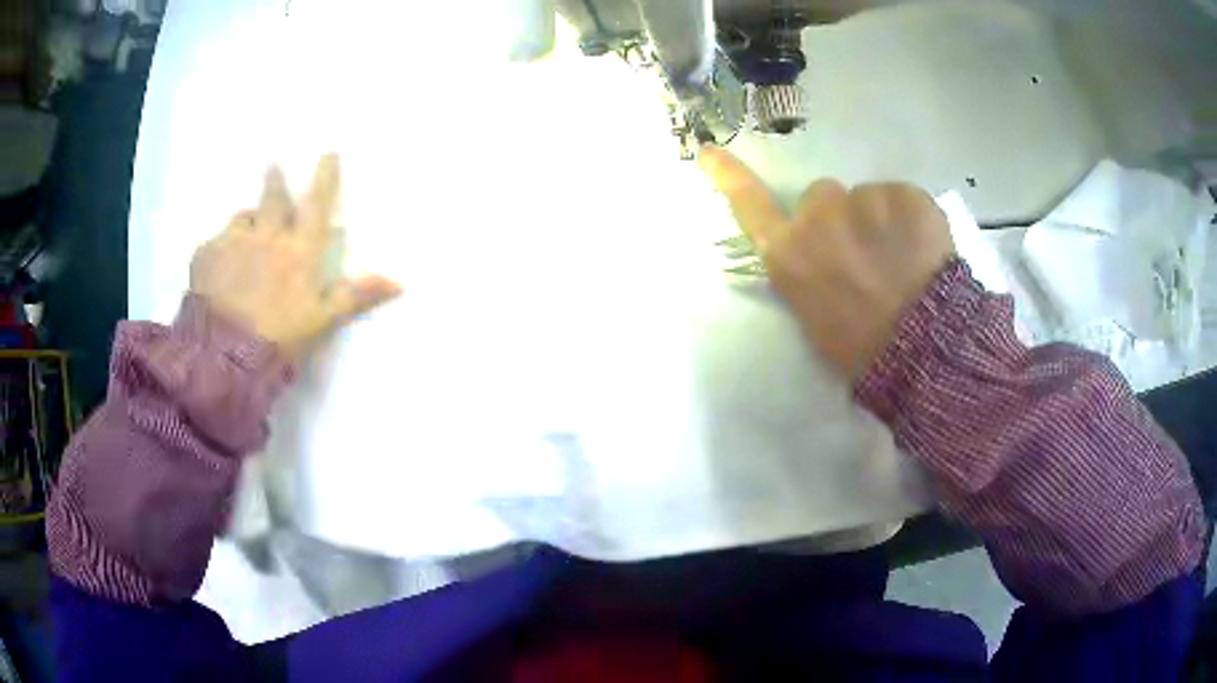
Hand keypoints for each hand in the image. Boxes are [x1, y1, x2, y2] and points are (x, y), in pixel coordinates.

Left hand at [190, 154, 400, 358]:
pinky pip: (215, 243)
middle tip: (273, 164)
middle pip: (273, 197)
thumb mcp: (322, 319)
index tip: (328, 153)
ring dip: (247, 220)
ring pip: (242, 218)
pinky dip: (219, 249)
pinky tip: (217, 267)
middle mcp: (268, 235)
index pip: (317, 203)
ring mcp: (234, 241)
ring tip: (244, 231)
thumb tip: (400, 282)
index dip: (325, 177)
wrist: (224, 354)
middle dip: (275, 180)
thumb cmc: (279, 337)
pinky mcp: (205, 255)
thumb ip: (355, 296)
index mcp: (299, 249)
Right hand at [700, 148, 953, 380]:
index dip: (728, 175)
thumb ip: (805, 269)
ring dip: (880, 217)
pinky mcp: (905, 195)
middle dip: (840, 214)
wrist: (921, 351)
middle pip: (823, 195)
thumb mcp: (812, 314)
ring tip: (902, 258)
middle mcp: (818, 217)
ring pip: (867, 196)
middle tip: (866, 253)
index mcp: (789, 252)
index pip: (749, 203)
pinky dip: (912, 219)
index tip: (708, 151)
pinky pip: (903, 198)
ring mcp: (863, 200)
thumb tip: (816, 251)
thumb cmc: (860, 348)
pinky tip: (924, 250)